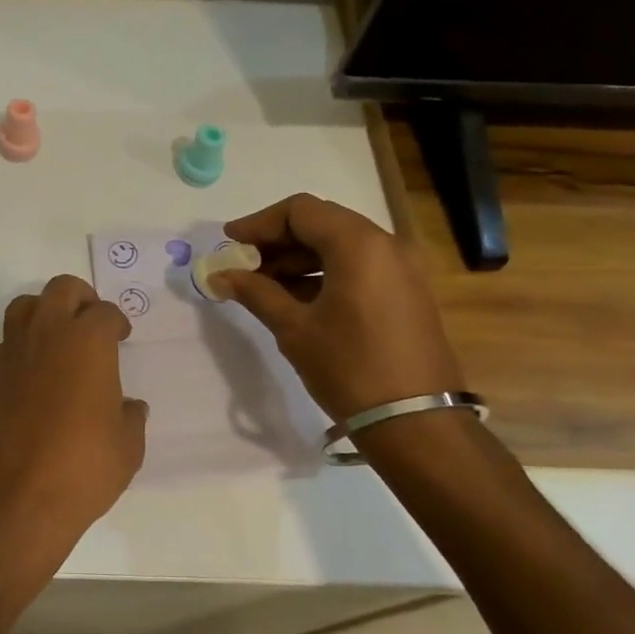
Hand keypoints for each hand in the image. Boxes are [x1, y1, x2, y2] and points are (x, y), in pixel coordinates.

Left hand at [0, 275, 147, 554]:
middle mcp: (47, 335)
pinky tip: (37, 373)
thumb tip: (129, 407)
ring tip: (60, 339)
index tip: (122, 336)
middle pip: (62, 289)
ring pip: (25, 306)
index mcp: (87, 342)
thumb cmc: (82, 468)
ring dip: (45, 311)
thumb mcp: (127, 447)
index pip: (105, 313)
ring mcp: (13, 353)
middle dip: (81, 298)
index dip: (117, 322)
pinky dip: (24, 344)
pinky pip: (8, 341)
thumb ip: (130, 418)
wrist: (15, 498)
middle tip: (93, 324)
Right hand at [213, 194, 463, 424]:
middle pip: (322, 223)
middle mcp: (386, 245)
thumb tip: (219, 276)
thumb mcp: (294, 328)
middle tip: (243, 265)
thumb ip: (255, 292)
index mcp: (359, 245)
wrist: (415, 422)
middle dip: (278, 241)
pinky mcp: (406, 293)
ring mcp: (401, 269)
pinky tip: (295, 298)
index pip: (300, 211)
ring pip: (339, 245)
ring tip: (262, 286)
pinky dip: (323, 273)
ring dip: (298, 258)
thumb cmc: (349, 368)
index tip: (230, 243)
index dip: (259, 223)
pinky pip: (358, 267)